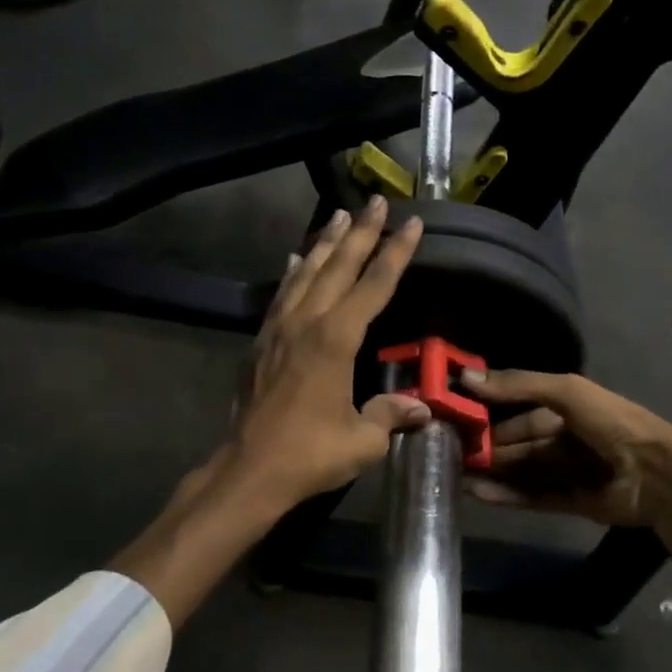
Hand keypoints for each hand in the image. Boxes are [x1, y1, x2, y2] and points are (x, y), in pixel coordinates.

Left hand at [229, 195, 429, 508]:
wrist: (250, 469)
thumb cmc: (311, 454)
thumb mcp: (363, 440)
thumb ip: (391, 415)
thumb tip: (422, 409)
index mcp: (337, 339)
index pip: (374, 285)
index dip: (395, 253)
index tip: (412, 223)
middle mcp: (307, 322)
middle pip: (339, 266)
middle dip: (360, 232)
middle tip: (375, 202)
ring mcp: (279, 328)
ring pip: (306, 272)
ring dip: (325, 242)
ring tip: (338, 215)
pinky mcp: (262, 341)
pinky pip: (282, 294)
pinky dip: (293, 273)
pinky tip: (297, 260)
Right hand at [460, 369, 671, 564]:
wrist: (656, 475)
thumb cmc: (610, 422)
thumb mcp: (565, 391)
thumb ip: (518, 385)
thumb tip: (465, 377)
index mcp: (566, 406)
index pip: (518, 407)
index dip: (489, 409)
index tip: (454, 412)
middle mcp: (565, 437)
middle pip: (516, 441)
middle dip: (486, 444)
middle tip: (447, 448)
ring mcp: (567, 471)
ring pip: (520, 470)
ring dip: (491, 471)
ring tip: (453, 474)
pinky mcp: (570, 501)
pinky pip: (532, 496)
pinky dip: (505, 494)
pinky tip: (477, 492)